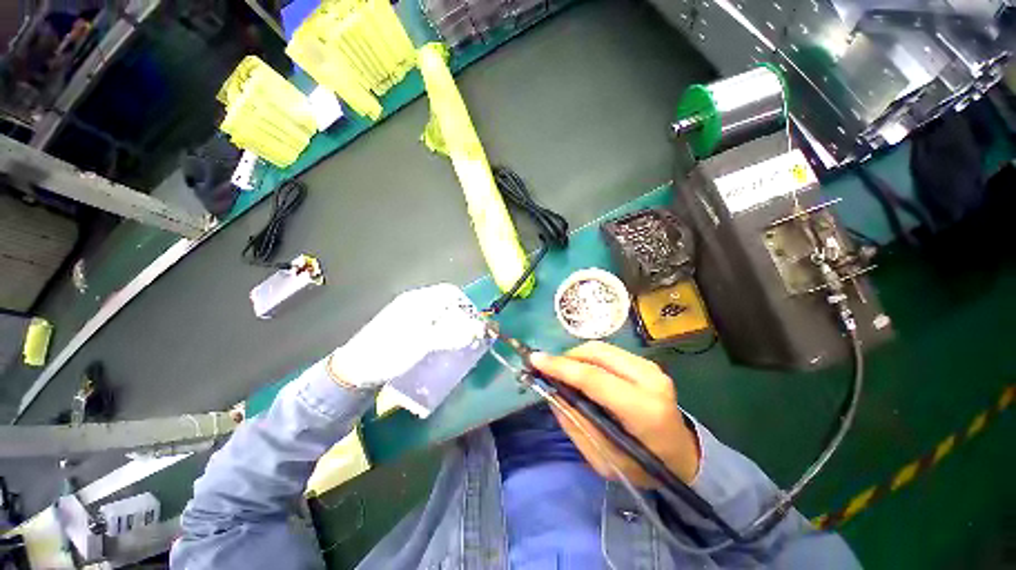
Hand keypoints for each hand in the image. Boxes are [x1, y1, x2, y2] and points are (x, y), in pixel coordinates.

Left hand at [328, 284, 485, 388]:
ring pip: (439, 314)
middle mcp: (415, 303)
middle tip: (468, 335)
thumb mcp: (422, 343)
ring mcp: (409, 315)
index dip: (465, 305)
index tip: (474, 322)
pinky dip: (441, 332)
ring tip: (457, 342)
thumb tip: (477, 329)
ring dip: (451, 325)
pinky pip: (430, 324)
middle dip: (460, 317)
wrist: (355, 369)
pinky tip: (441, 345)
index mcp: (418, 300)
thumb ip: (450, 334)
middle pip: (446, 303)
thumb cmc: (389, 352)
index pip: (450, 292)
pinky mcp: (405, 327)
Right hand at [530, 342, 700, 485]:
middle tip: (548, 370)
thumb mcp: (603, 459)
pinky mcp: (647, 363)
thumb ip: (575, 423)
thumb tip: (551, 392)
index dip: (561, 367)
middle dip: (566, 358)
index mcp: (643, 410)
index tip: (535, 359)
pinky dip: (588, 357)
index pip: (594, 378)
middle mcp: (650, 380)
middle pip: (596, 354)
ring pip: (601, 348)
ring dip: (576, 356)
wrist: (681, 455)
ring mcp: (651, 367)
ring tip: (564, 372)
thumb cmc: (643, 466)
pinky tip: (582, 372)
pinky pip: (608, 352)